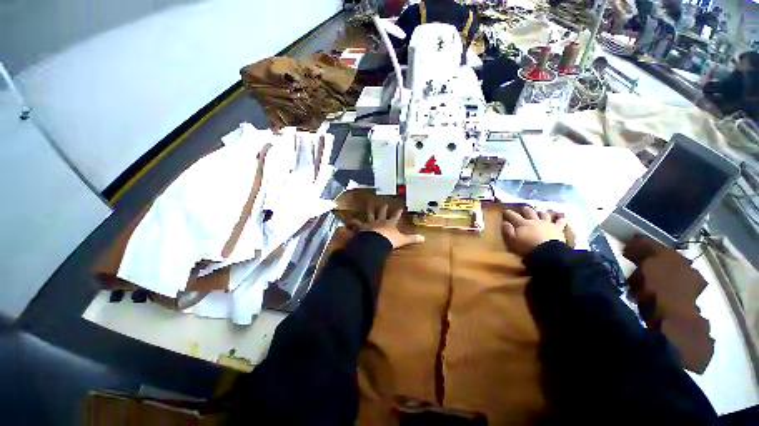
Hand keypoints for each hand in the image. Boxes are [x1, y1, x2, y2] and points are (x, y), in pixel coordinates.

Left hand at [349, 205, 424, 248]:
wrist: (376, 242)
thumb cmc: (390, 240)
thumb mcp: (402, 240)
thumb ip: (412, 239)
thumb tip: (424, 238)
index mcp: (390, 223)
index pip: (395, 216)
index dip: (398, 212)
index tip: (400, 208)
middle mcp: (380, 221)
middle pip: (382, 213)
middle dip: (383, 209)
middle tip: (383, 204)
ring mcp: (370, 224)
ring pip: (370, 215)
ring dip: (370, 211)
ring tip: (368, 205)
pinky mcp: (362, 228)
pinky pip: (357, 224)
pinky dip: (354, 222)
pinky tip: (349, 220)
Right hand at [501, 206, 566, 256]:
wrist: (548, 253)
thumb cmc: (527, 247)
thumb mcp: (512, 240)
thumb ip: (507, 230)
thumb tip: (505, 222)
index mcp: (522, 223)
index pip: (513, 215)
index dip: (508, 213)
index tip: (505, 211)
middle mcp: (534, 221)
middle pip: (529, 212)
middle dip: (526, 209)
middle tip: (524, 208)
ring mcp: (547, 224)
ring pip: (544, 214)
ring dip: (541, 213)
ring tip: (541, 212)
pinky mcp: (558, 229)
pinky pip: (561, 222)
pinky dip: (561, 219)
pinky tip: (562, 217)